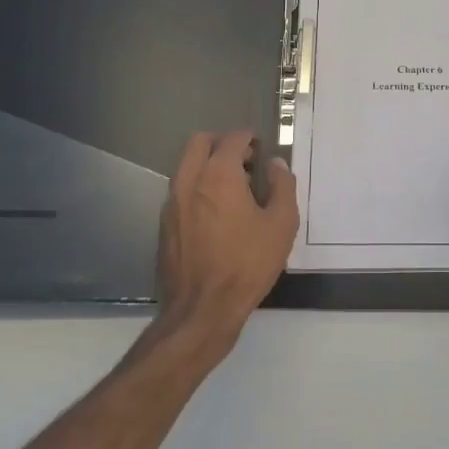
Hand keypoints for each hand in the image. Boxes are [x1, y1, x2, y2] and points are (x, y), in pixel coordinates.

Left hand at [156, 130, 298, 348]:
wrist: (202, 310)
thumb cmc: (247, 264)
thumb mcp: (282, 224)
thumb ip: (283, 186)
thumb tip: (276, 164)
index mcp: (219, 174)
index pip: (233, 138)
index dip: (250, 138)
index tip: (263, 148)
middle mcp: (190, 180)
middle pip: (199, 142)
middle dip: (223, 143)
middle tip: (245, 160)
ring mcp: (172, 202)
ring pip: (186, 165)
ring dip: (208, 164)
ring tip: (233, 187)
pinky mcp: (164, 224)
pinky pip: (180, 190)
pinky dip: (197, 186)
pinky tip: (216, 212)